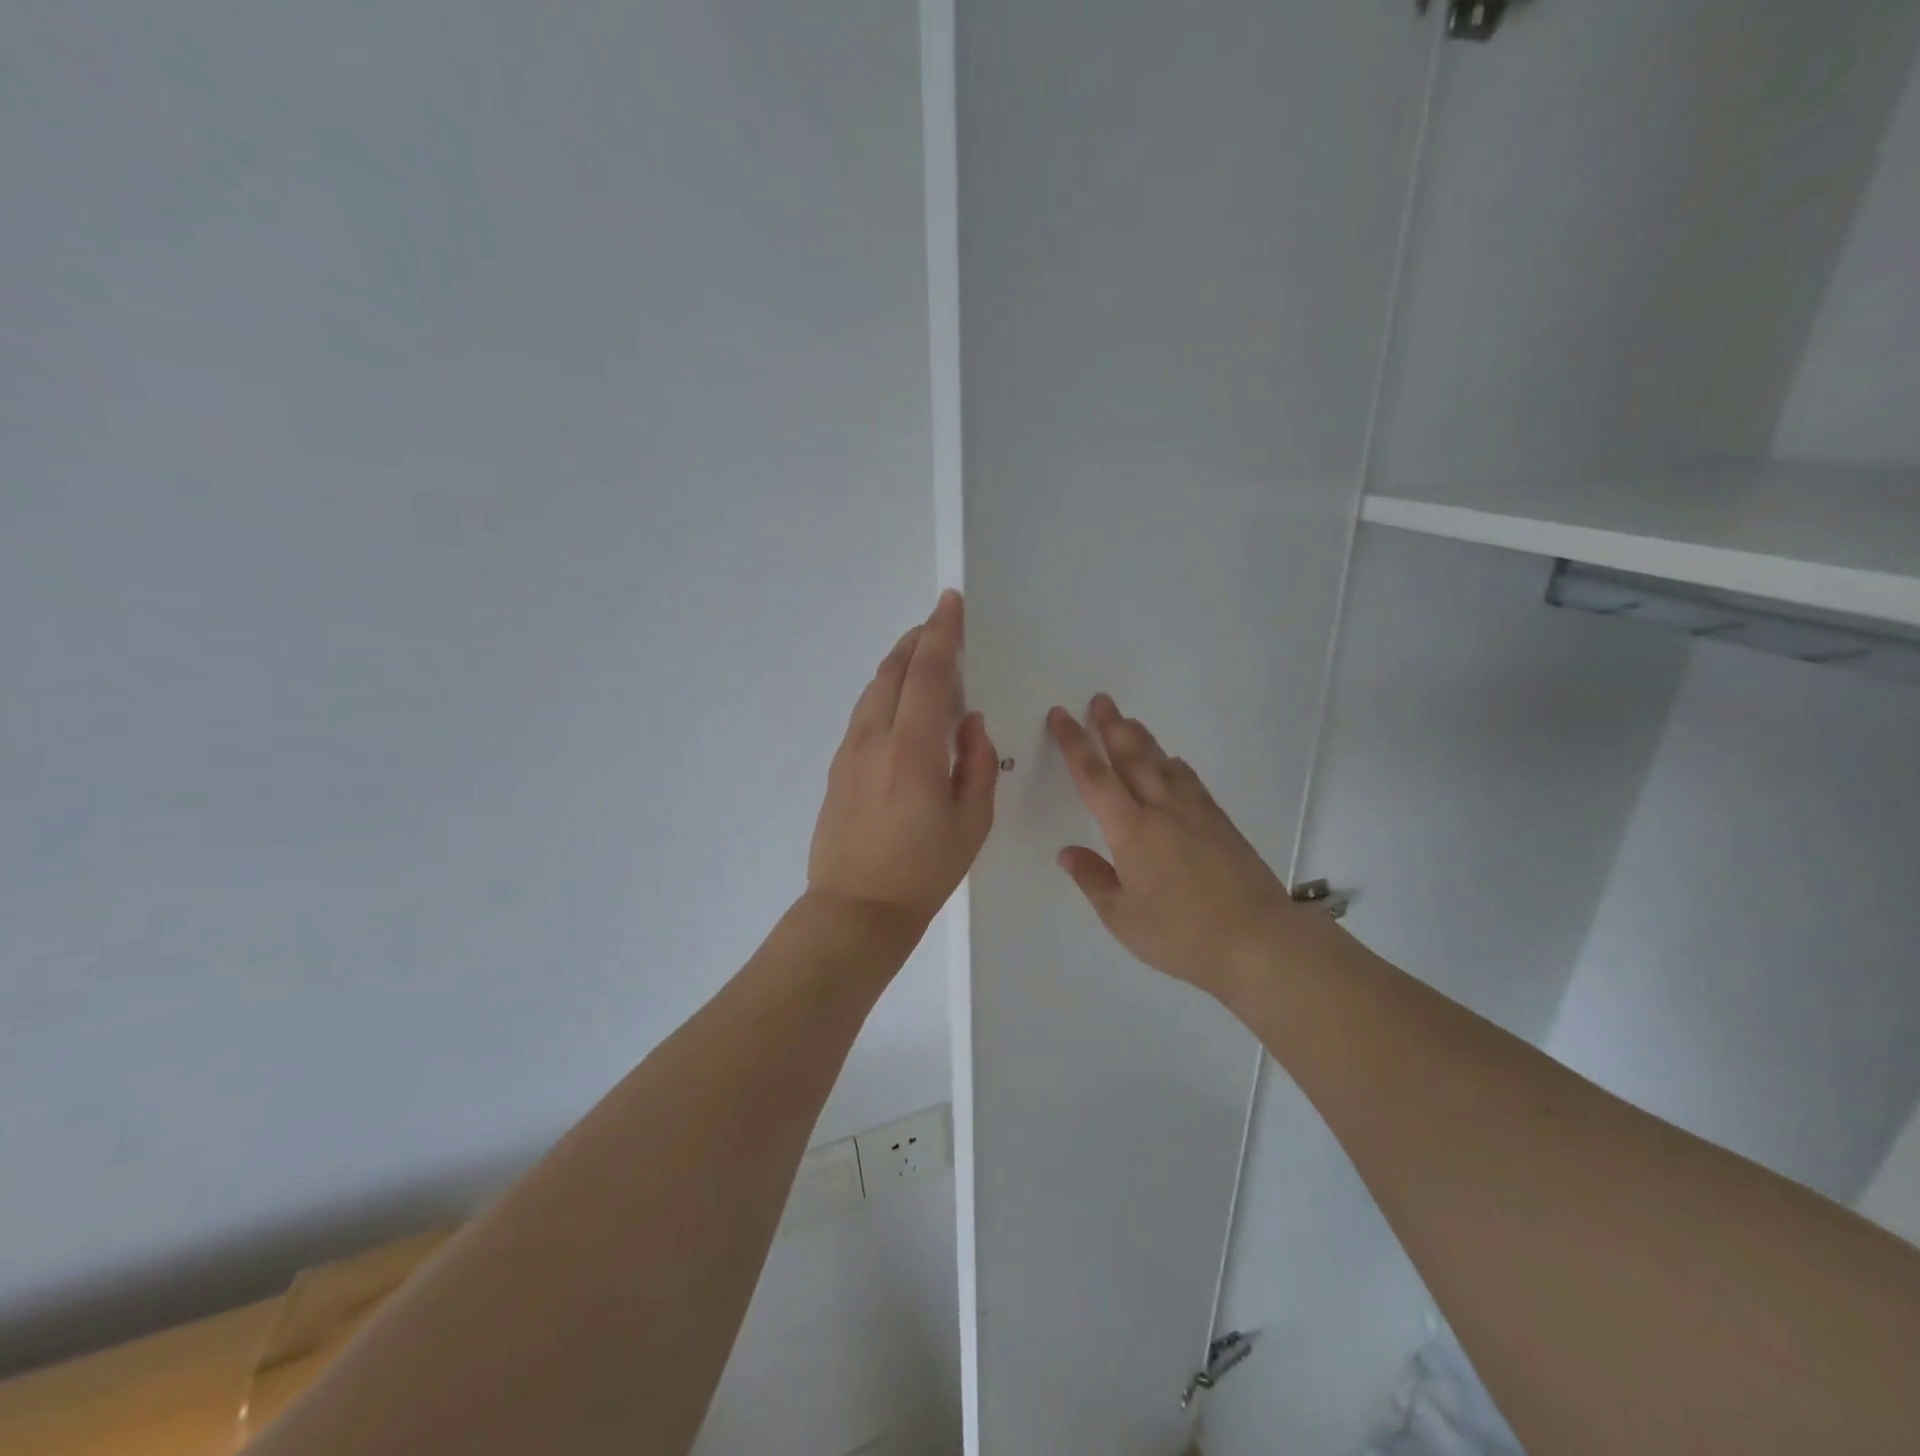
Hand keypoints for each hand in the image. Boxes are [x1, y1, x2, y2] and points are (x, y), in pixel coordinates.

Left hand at [807, 590, 997, 932]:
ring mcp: (850, 751)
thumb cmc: (924, 870)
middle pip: (893, 670)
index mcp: (913, 749)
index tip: (951, 603)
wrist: (856, 908)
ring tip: (922, 658)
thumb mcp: (972, 821)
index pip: (927, 673)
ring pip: (874, 689)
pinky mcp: (838, 767)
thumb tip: (970, 723)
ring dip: (899, 664)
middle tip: (940, 625)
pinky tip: (901, 705)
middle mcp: (875, 738)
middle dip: (918, 640)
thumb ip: (976, 763)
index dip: (941, 633)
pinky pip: (865, 713)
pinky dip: (886, 692)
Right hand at [1048, 694, 1310, 1001]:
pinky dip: (1174, 765)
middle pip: (1131, 756)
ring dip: (1142, 738)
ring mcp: (1195, 813)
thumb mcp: (1122, 918)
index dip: (1073, 744)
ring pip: (1162, 762)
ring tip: (1129, 721)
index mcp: (1130, 830)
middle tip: (1101, 699)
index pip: (1094, 777)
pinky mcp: (1220, 822)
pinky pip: (1190, 780)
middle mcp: (1161, 810)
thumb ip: (1093, 880)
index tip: (1061, 715)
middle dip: (1111, 725)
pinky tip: (1173, 765)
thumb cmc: (1181, 933)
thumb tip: (1068, 853)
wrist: (1258, 939)